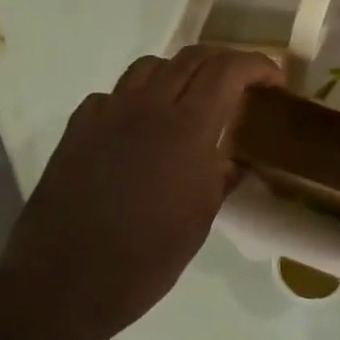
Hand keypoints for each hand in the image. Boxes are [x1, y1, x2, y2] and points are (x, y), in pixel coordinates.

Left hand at [0, 45, 282, 339]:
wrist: (64, 282)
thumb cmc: (146, 259)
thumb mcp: (200, 219)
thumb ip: (220, 176)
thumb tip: (233, 158)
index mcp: (187, 129)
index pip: (228, 70)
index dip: (258, 65)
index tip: (275, 81)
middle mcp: (147, 107)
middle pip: (192, 57)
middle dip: (224, 62)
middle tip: (241, 86)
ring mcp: (106, 114)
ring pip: (150, 66)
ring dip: (180, 72)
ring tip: (192, 100)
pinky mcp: (77, 129)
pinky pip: (113, 95)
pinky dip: (138, 98)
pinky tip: (141, 128)